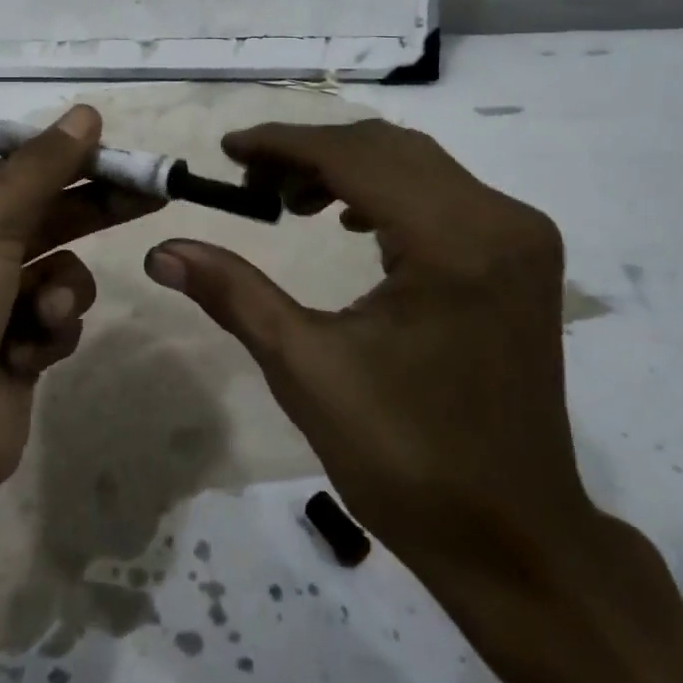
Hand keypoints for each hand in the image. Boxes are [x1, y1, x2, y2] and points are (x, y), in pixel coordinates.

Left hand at [0, 104, 162, 505]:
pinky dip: (50, 331)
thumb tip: (86, 112)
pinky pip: (54, 320)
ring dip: (62, 289)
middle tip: (151, 194)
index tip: (115, 154)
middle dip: (91, 209)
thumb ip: (40, 166)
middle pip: (40, 216)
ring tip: (49, 311)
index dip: (63, 160)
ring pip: (56, 271)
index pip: (9, 172)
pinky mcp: (10, 352)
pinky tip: (30, 352)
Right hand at [144, 118, 586, 574]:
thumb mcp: (306, 369)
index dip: (284, 143)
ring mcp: (520, 236)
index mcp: (454, 243)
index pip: (356, 156)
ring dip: (346, 169)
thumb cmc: (407, 459)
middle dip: (310, 153)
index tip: (229, 148)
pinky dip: (385, 191)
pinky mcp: (520, 256)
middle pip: (387, 148)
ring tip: (290, 203)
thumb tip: (162, 251)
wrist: (513, 539)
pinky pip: (442, 192)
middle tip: (251, 182)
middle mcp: (500, 220)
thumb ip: (234, 293)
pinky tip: (350, 222)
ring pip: (416, 163)